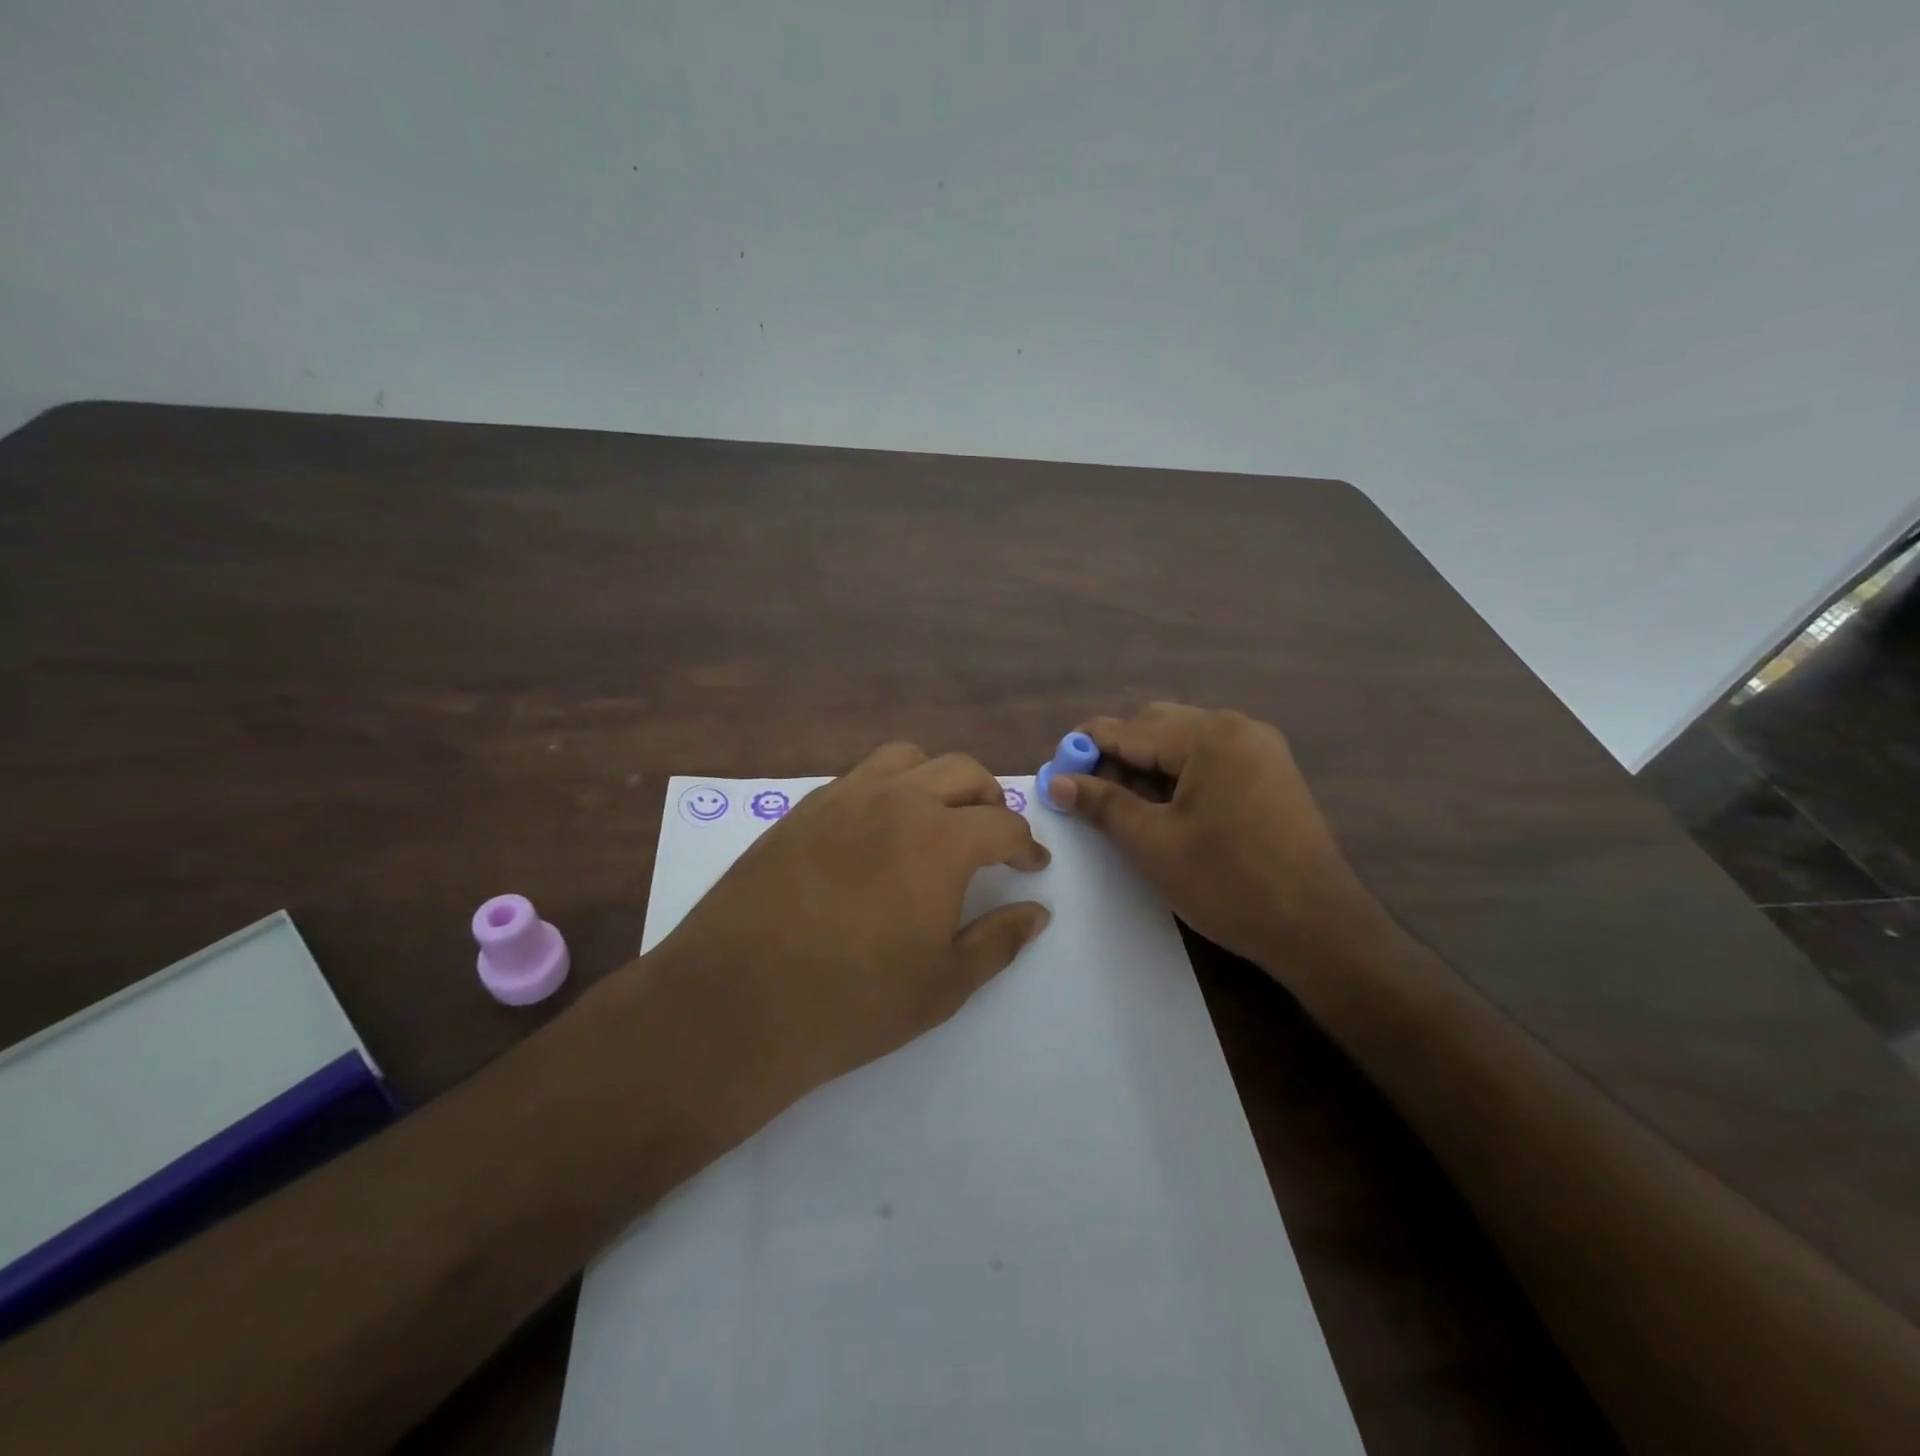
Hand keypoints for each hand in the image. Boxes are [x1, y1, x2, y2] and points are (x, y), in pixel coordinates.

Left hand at [651, 742, 1051, 1110]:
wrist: (737, 1003)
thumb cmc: (852, 1002)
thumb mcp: (943, 985)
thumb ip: (999, 941)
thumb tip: (1037, 912)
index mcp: (939, 840)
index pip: (1003, 824)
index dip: (1027, 845)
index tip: (1032, 864)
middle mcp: (895, 800)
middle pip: (962, 772)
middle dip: (990, 800)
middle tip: (993, 836)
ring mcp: (843, 798)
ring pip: (907, 758)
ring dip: (937, 780)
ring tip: (938, 819)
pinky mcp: (802, 809)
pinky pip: (859, 777)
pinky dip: (888, 788)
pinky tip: (878, 831)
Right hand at [1045, 703, 1378, 974]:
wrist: (1320, 929)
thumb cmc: (1228, 884)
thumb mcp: (1153, 844)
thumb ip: (1102, 804)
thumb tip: (1056, 780)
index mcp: (1209, 736)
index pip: (1127, 729)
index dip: (1084, 749)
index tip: (1054, 774)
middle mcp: (1237, 727)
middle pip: (1156, 727)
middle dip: (1117, 756)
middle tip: (1091, 798)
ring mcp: (1260, 749)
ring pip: (1182, 743)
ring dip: (1147, 767)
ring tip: (1126, 809)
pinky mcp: (1271, 773)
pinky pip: (1209, 759)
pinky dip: (1178, 776)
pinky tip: (1165, 810)